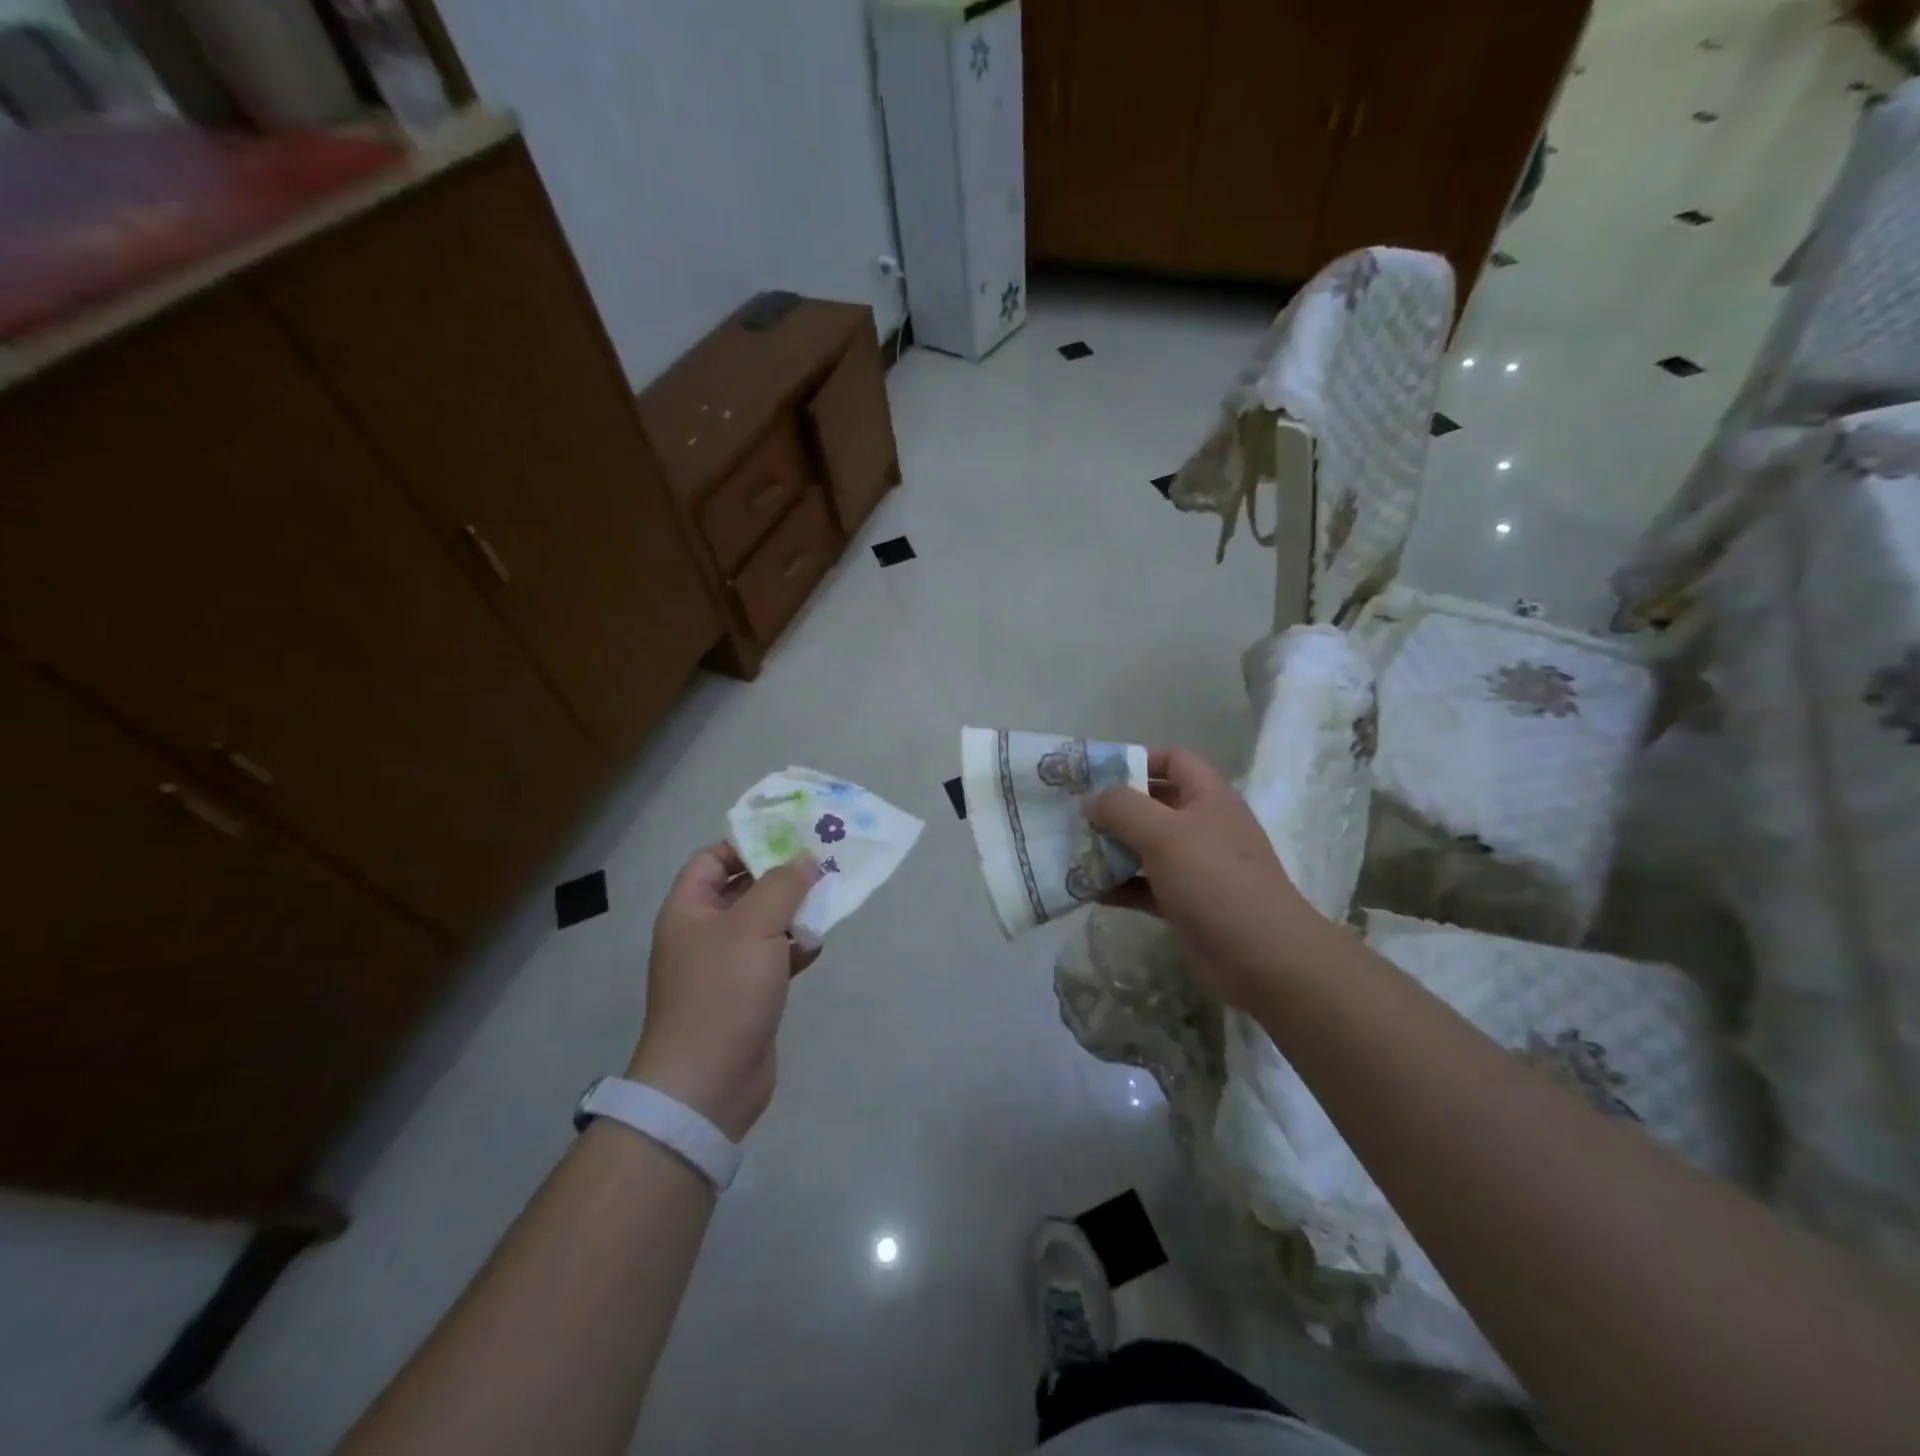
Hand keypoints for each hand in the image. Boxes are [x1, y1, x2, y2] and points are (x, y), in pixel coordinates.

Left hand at [628, 844, 820, 1140]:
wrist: (708, 1082)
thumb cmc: (724, 991)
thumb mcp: (755, 926)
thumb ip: (783, 884)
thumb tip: (804, 857)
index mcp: (689, 909)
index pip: (712, 858)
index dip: (747, 843)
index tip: (790, 836)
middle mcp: (704, 932)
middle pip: (743, 888)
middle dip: (781, 875)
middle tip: (823, 861)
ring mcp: (725, 965)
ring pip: (764, 923)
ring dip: (794, 911)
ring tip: (831, 897)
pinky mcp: (748, 993)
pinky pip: (774, 956)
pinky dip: (796, 947)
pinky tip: (819, 944)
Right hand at [1086, 746, 1322, 1010]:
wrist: (1262, 958)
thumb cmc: (1214, 881)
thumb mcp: (1163, 834)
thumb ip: (1122, 808)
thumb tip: (1091, 799)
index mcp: (1208, 797)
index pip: (1174, 759)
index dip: (1138, 758)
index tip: (1097, 774)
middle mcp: (1204, 826)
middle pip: (1154, 803)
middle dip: (1115, 807)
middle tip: (1075, 814)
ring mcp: (1197, 866)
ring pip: (1146, 846)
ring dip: (1112, 848)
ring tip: (1074, 850)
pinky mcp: (1187, 902)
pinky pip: (1146, 885)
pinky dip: (1120, 885)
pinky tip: (1090, 890)